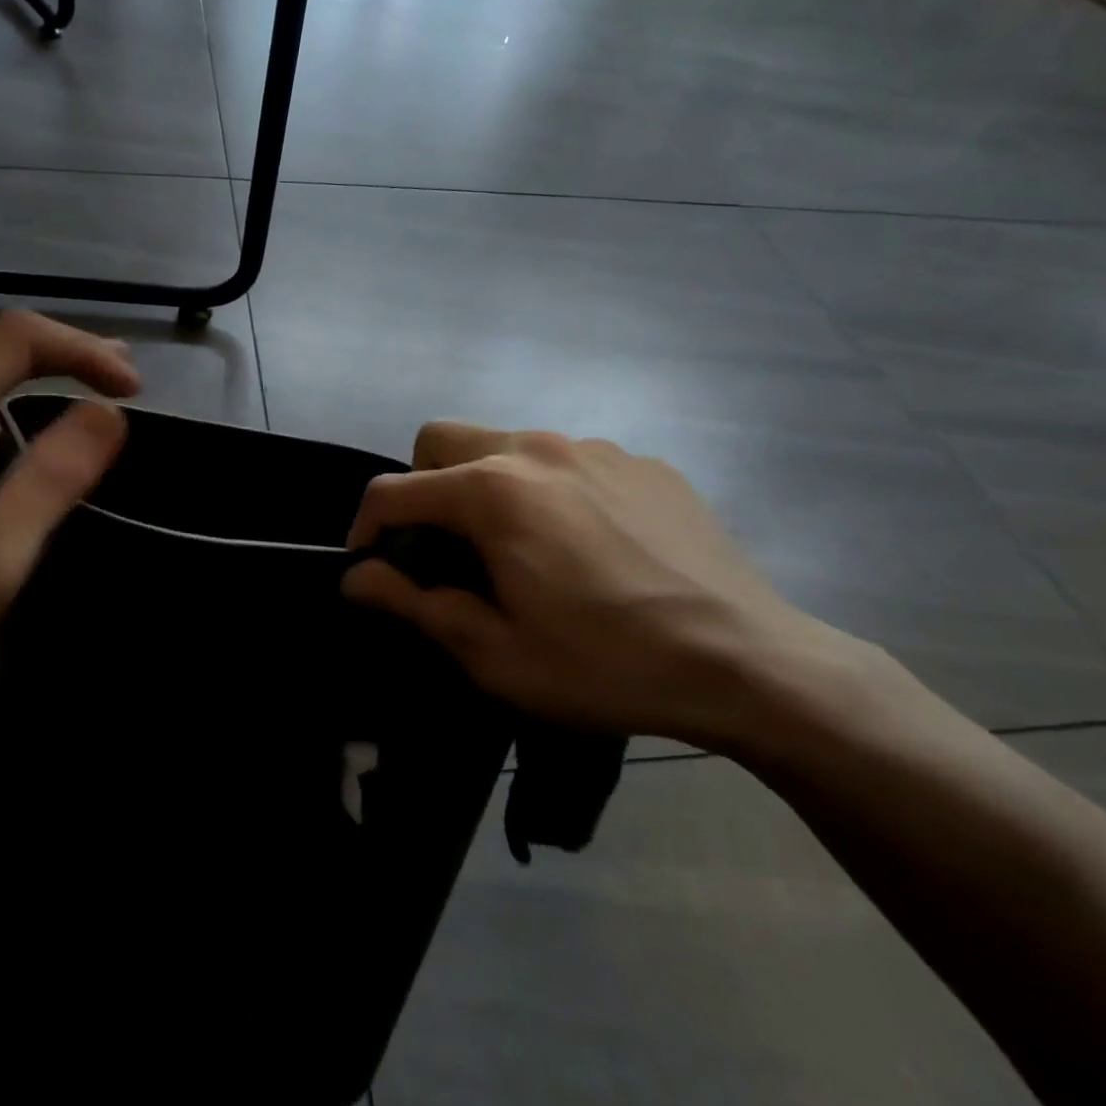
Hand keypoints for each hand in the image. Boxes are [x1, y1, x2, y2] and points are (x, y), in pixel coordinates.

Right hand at [342, 423, 856, 748]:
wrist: (750, 663)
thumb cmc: (604, 664)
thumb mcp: (494, 653)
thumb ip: (413, 604)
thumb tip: (355, 577)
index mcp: (491, 491)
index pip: (392, 490)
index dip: (366, 529)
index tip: (373, 569)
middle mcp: (534, 448)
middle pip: (441, 440)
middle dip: (421, 487)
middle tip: (443, 548)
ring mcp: (594, 448)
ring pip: (504, 444)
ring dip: (485, 486)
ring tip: (518, 549)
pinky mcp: (641, 462)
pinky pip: (567, 461)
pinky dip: (548, 491)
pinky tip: (585, 547)